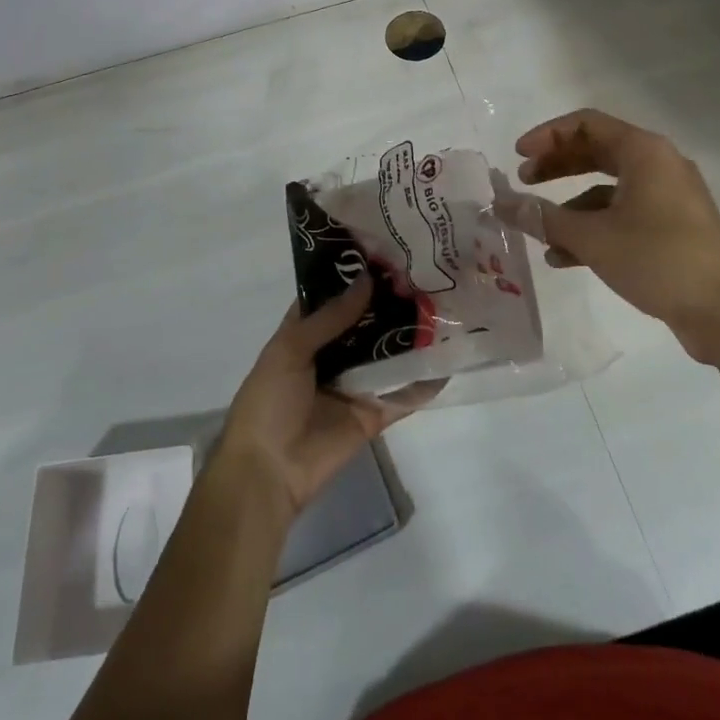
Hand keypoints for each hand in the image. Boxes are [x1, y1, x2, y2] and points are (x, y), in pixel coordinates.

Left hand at [215, 274, 438, 517]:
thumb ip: (330, 317)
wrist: (268, 472)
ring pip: (387, 352)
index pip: (333, 295)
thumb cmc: (269, 401)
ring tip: (444, 303)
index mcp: (306, 333)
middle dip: (390, 300)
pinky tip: (450, 357)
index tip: (386, 247)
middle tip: (426, 270)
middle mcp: (333, 353)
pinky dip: (424, 380)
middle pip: (366, 321)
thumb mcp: (291, 349)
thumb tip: (367, 279)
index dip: (355, 273)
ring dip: (409, 334)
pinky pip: (402, 394)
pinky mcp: (373, 413)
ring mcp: (355, 383)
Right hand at [509, 108, 719, 366]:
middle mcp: (658, 165)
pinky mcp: (671, 226)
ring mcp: (667, 196)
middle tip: (524, 181)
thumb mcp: (593, 238)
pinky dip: (593, 227)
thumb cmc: (659, 260)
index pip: (586, 124)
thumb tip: (502, 204)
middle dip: (556, 166)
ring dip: (570, 204)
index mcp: (644, 152)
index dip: (547, 135)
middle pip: (596, 151)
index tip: (518, 156)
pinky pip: (622, 214)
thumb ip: (543, 217)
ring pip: (607, 187)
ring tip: (538, 227)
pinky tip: (564, 257)